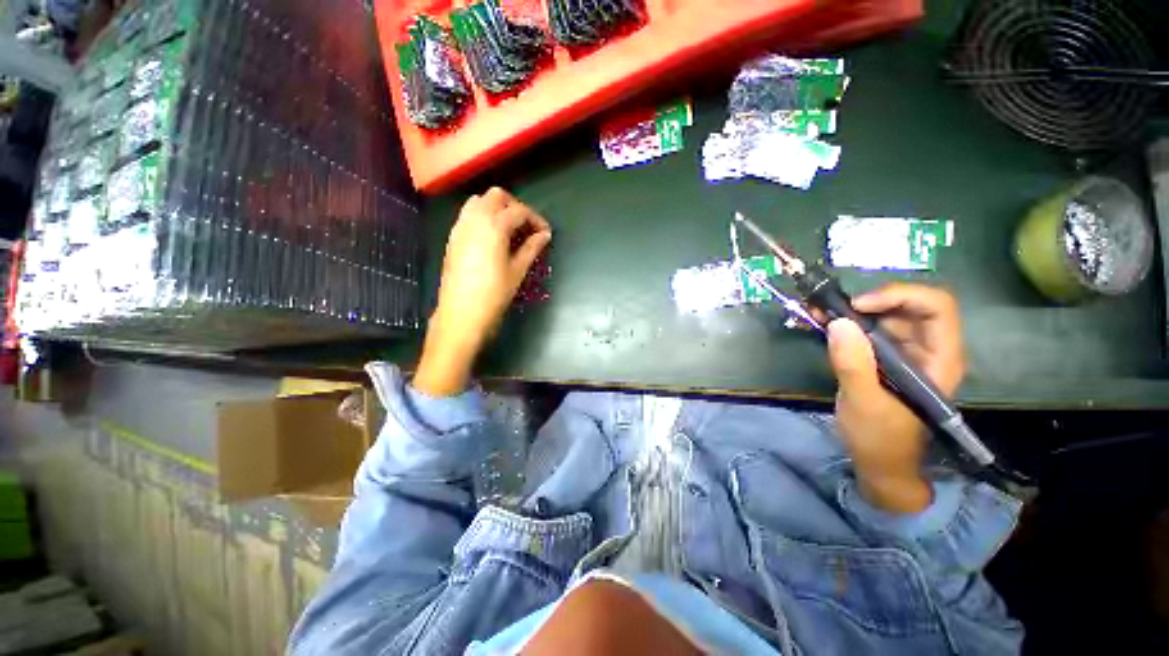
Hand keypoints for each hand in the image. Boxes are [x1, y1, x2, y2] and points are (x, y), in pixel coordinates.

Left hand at [414, 188, 551, 396]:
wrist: (461, 314)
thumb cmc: (494, 294)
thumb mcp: (517, 271)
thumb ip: (532, 248)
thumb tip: (545, 235)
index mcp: (494, 227)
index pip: (519, 211)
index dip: (536, 219)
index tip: (545, 233)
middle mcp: (475, 219)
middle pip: (497, 196)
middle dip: (515, 207)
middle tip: (527, 227)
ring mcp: (460, 227)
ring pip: (478, 201)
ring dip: (497, 209)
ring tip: (509, 230)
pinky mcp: (452, 238)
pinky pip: (468, 215)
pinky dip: (482, 217)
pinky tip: (491, 238)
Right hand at [826, 284, 965, 513]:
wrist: (878, 462)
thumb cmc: (880, 437)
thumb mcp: (864, 402)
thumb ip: (854, 364)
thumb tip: (838, 323)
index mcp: (938, 359)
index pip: (935, 308)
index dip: (900, 297)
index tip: (858, 306)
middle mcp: (926, 349)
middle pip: (908, 306)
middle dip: (870, 301)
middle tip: (832, 308)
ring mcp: (904, 353)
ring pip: (885, 316)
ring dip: (852, 310)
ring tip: (818, 313)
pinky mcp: (882, 359)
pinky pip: (867, 331)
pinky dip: (845, 324)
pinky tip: (821, 324)